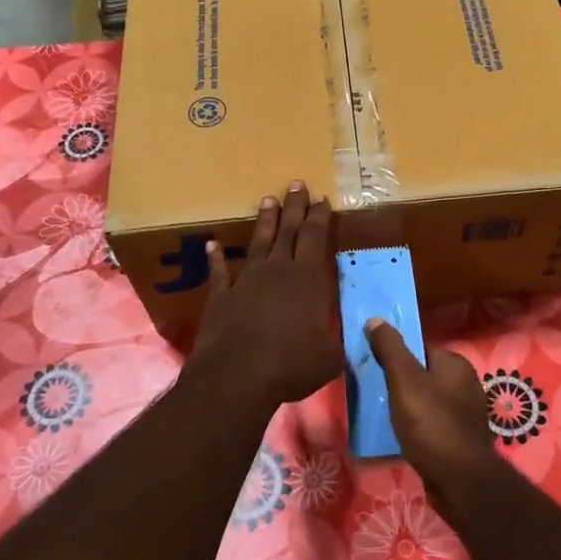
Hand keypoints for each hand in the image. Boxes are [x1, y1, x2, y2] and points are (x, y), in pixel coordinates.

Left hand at [190, 182, 341, 406]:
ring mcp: (246, 280)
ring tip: (267, 200)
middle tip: (296, 184)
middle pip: (288, 231)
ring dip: (264, 221)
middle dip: (294, 206)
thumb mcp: (329, 357)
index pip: (315, 238)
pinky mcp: (221, 296)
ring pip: (258, 243)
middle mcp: (277, 271)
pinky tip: (212, 245)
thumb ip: (337, 343)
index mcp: (308, 279)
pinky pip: (219, 272)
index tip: (321, 198)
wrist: (238, 375)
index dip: (319, 217)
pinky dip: (216, 258)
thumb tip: (348, 342)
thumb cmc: (292, 364)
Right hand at [363, 319, 498, 511]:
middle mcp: (466, 384)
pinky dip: (418, 428)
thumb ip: (390, 348)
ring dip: (408, 408)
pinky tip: (404, 438)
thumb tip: (376, 319)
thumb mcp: (404, 380)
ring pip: (427, 402)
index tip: (375, 370)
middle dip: (400, 385)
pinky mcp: (461, 439)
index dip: (396, 358)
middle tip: (375, 395)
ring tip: (385, 418)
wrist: (459, 480)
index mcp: (456, 364)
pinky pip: (432, 424)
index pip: (420, 350)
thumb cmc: (430, 423)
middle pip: (423, 376)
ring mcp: (466, 414)